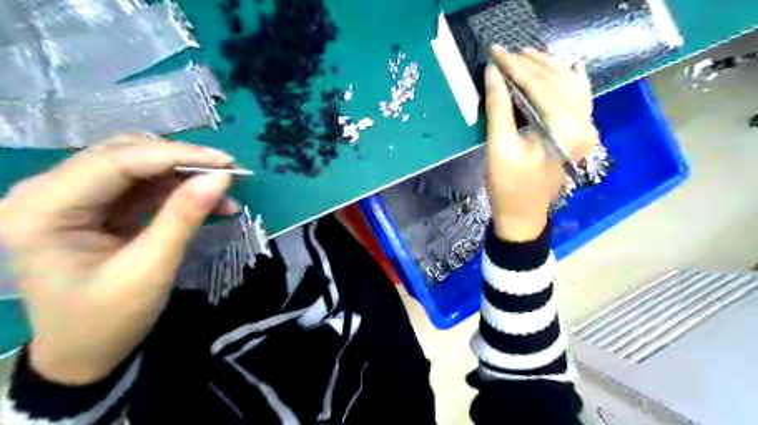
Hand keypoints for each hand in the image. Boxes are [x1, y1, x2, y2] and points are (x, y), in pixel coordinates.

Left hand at [0, 135, 236, 384]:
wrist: (86, 354)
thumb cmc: (109, 319)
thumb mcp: (151, 268)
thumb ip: (184, 217)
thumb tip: (222, 178)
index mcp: (43, 209)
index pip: (116, 162)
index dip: (177, 156)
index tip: (226, 163)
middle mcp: (50, 193)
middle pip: (125, 155)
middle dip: (182, 162)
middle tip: (228, 173)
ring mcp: (75, 198)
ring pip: (139, 165)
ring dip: (184, 176)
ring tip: (224, 191)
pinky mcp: (99, 207)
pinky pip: (145, 186)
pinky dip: (180, 190)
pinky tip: (209, 202)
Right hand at [481, 47, 601, 241]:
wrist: (523, 214)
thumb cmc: (507, 186)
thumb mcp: (498, 148)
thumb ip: (498, 108)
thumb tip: (494, 73)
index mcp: (562, 129)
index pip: (539, 86)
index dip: (515, 67)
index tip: (495, 53)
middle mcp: (582, 124)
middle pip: (557, 82)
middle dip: (530, 64)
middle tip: (505, 52)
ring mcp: (584, 129)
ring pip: (570, 86)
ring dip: (548, 68)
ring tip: (526, 56)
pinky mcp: (578, 134)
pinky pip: (580, 99)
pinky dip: (571, 81)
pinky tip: (567, 67)